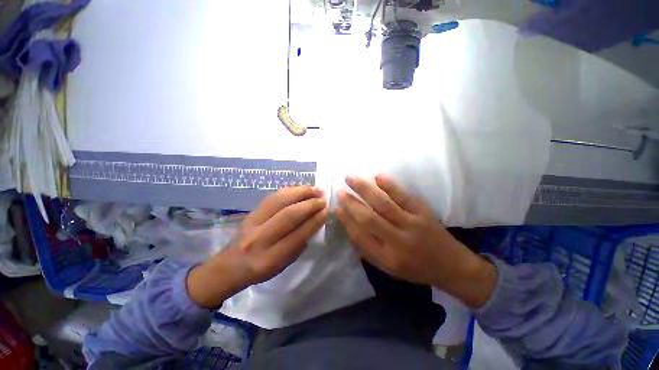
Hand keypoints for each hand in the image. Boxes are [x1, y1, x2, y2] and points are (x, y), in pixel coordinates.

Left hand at [187, 186, 327, 307]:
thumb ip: (299, 243)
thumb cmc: (261, 269)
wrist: (229, 266)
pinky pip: (272, 197)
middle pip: (289, 215)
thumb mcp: (284, 264)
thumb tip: (314, 220)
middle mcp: (260, 239)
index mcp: (271, 258)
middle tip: (323, 198)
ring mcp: (252, 222)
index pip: (298, 234)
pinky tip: (299, 189)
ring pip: (279, 201)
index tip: (326, 210)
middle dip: (310, 204)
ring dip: (300, 192)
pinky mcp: (250, 212)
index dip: (315, 220)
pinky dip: (289, 190)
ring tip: (315, 189)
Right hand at [336, 175, 495, 307]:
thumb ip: (368, 250)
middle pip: (368, 218)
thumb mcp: (389, 268)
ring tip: (350, 178)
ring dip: (364, 189)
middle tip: (339, 190)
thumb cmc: (415, 268)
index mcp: (387, 258)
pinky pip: (404, 197)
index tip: (337, 207)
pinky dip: (390, 186)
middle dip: (351, 202)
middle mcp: (398, 242)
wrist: (451, 266)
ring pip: (383, 204)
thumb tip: (350, 228)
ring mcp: (412, 225)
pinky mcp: (423, 213)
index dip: (346, 220)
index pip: (360, 236)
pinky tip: (377, 176)